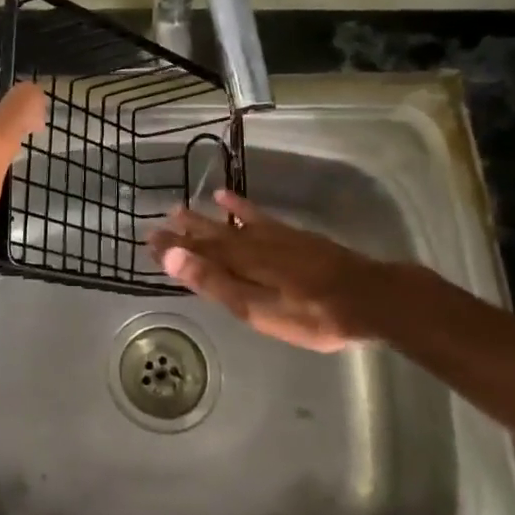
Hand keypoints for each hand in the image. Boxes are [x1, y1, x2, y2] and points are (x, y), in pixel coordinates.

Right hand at [148, 190, 419, 351]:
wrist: (367, 297)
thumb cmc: (310, 314)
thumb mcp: (257, 307)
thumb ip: (214, 282)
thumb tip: (171, 256)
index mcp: (238, 263)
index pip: (196, 251)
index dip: (172, 246)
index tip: (148, 238)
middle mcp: (250, 243)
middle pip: (211, 236)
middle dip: (184, 231)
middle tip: (159, 223)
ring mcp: (273, 237)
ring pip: (230, 225)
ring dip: (206, 218)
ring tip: (184, 207)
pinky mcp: (293, 236)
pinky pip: (258, 216)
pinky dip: (241, 208)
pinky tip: (232, 200)